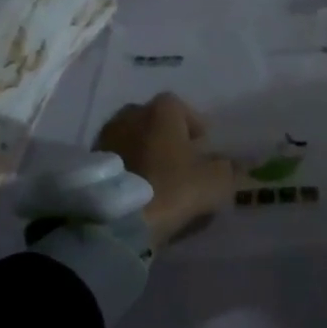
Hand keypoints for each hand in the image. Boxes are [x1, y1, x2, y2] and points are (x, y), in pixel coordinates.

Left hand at [95, 93, 236, 247]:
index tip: (202, 148)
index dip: (194, 126)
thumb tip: (236, 164)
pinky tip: (136, 189)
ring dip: (144, 151)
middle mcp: (131, 114)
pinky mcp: (89, 162)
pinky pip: (116, 159)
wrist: (116, 220)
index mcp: (163, 110)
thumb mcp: (215, 181)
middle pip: (154, 120)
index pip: (182, 107)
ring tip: (156, 178)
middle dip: (166, 135)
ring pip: (132, 138)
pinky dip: (127, 167)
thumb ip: (229, 169)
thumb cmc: (172, 188)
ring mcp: (106, 136)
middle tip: (179, 161)